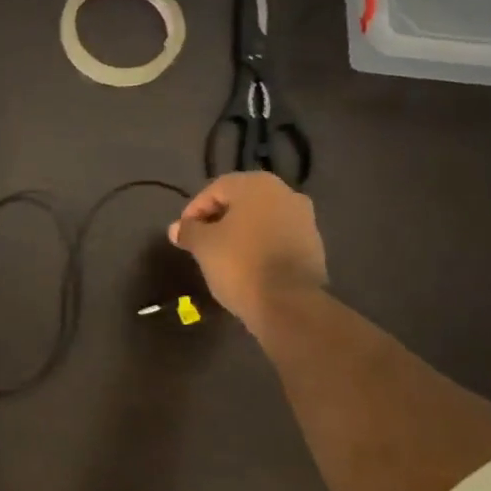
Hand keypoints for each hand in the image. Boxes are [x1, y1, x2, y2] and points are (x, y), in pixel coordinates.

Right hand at [168, 172, 326, 332]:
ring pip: (260, 219)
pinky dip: (258, 245)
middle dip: (217, 220)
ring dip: (239, 232)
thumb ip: (188, 231)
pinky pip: (276, 237)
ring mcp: (304, 218)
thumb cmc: (240, 264)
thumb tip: (176, 228)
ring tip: (221, 255)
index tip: (183, 234)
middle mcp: (285, 193)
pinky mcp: (313, 244)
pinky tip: (245, 265)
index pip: (215, 190)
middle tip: (200, 242)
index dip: (193, 211)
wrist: (289, 304)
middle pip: (240, 202)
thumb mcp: (203, 245)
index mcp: (256, 186)